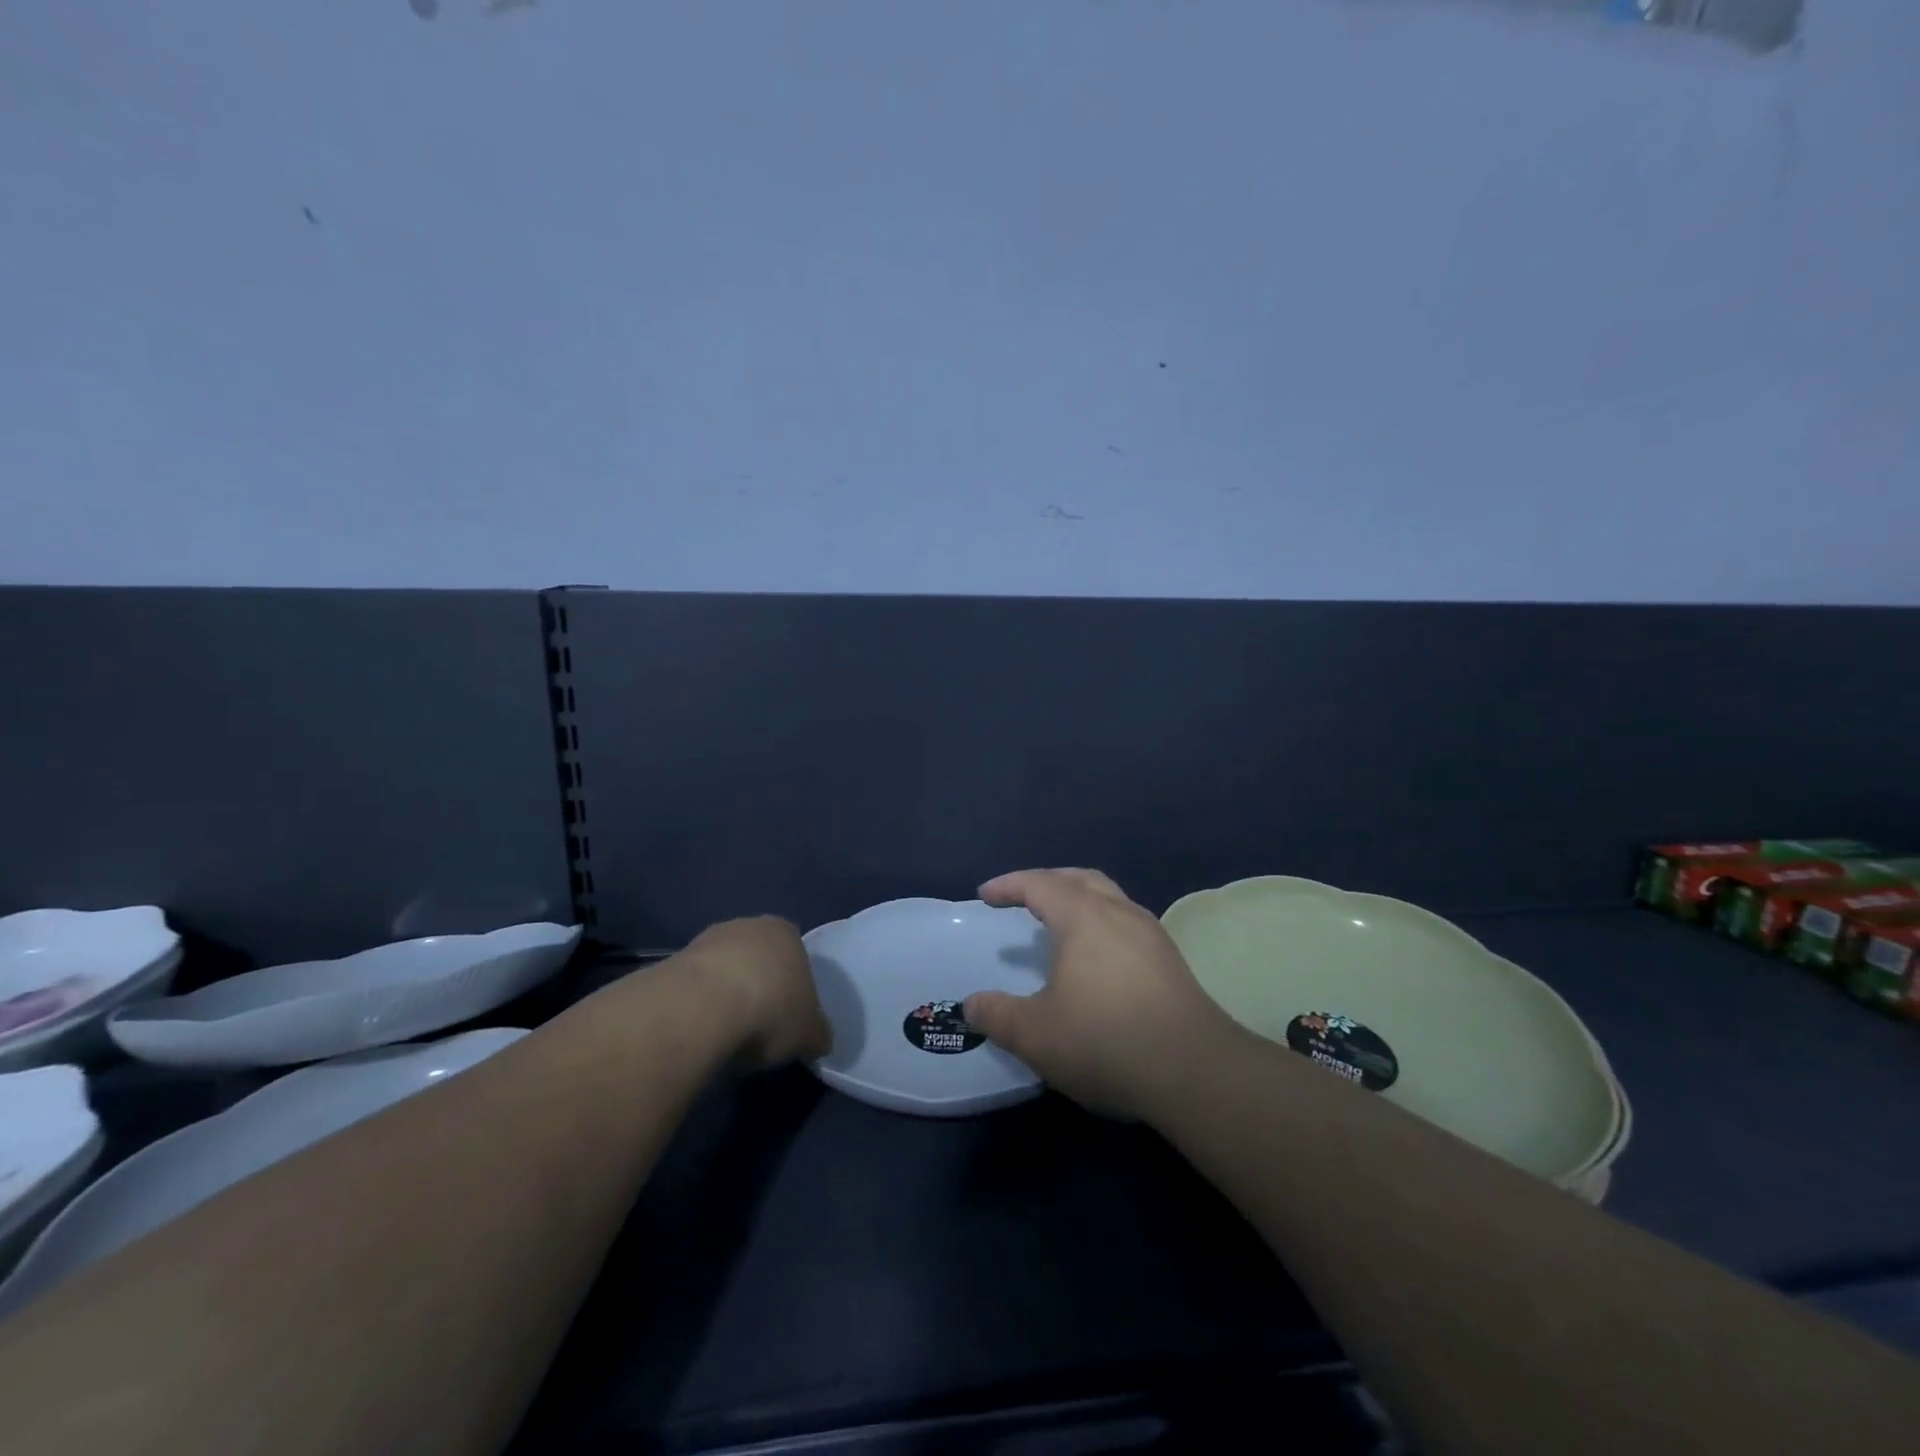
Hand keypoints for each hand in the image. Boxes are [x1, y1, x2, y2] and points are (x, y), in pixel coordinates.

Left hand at [675, 916, 833, 1069]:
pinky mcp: (674, 960)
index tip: (789, 1017)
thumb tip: (819, 1041)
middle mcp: (749, 925)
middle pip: (759, 959)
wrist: (701, 1008)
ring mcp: (708, 940)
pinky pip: (695, 986)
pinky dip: (699, 1005)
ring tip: (727, 1034)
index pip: (797, 954)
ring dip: (726, 995)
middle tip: (760, 1026)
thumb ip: (818, 1034)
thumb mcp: (810, 1033)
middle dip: (759, 987)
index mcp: (787, 932)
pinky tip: (701, 1031)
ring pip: (725, 970)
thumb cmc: (770, 1010)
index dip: (795, 987)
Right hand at [963, 869, 1244, 1120]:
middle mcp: (1120, 913)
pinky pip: (1126, 921)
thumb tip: (971, 1004)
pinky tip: (1096, 957)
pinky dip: (1100, 922)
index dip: (1009, 886)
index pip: (1039, 884)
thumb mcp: (1036, 1035)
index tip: (984, 896)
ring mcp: (1151, 934)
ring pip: (1109, 897)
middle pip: (1079, 879)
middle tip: (1021, 897)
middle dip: (1046, 881)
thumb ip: (998, 1015)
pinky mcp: (1170, 960)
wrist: (1195, 1071)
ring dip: (1078, 899)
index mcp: (1084, 917)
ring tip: (1058, 922)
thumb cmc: (1106, 1041)